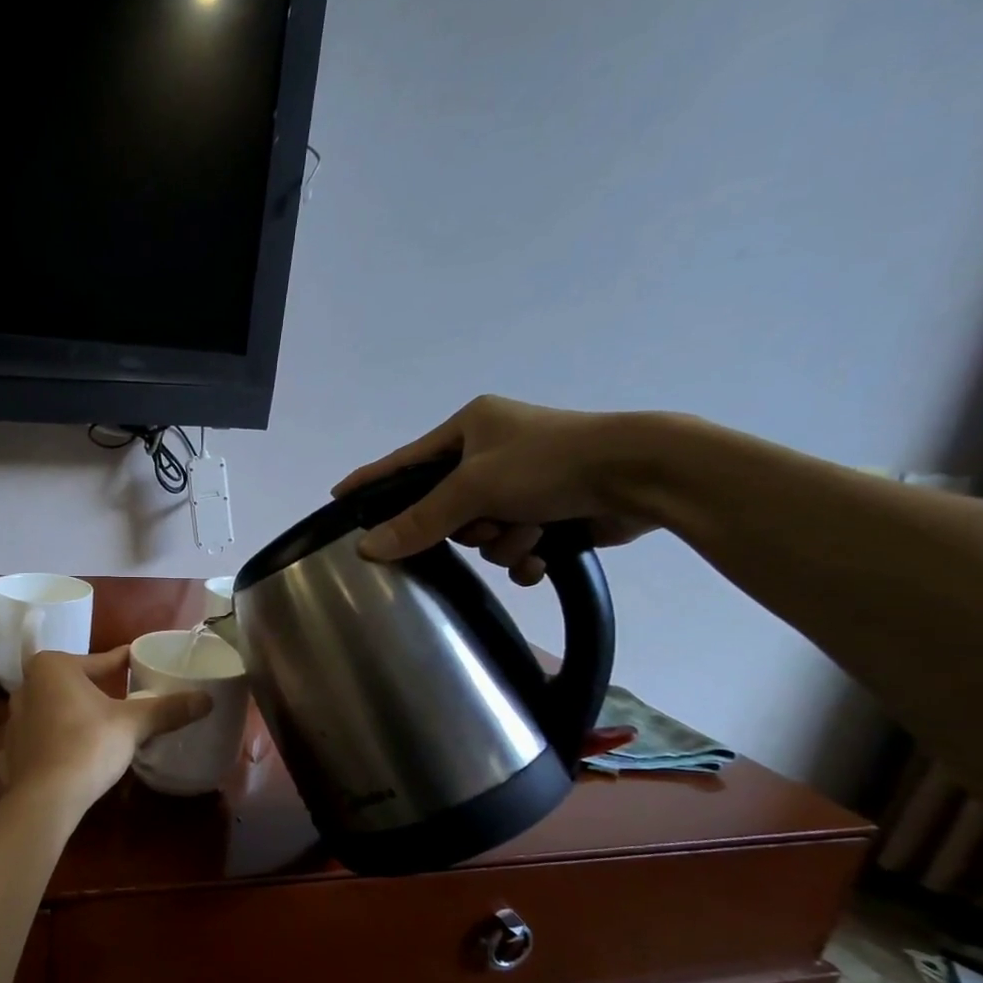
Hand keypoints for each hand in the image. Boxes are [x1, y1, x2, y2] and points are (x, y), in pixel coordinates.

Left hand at [0, 649, 212, 813]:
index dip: (122, 662)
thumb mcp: (133, 724)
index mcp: (52, 667)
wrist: (45, 799)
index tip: (139, 662)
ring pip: (57, 707)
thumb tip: (207, 699)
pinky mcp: (13, 748)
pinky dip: (62, 736)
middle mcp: (28, 685)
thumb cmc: (87, 745)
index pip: (99, 660)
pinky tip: (79, 748)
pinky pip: (45, 733)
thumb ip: (168, 709)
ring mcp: (15, 718)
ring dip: (78, 711)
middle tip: (126, 694)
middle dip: (97, 687)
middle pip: (74, 681)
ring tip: (105, 721)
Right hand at [334, 396, 666, 583]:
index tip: (339, 498)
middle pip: (447, 508)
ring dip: (504, 541)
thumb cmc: (550, 463)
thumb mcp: (475, 487)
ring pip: (483, 534)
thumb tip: (366, 548)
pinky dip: (527, 555)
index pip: (405, 460)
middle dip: (468, 526)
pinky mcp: (552, 511)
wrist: (642, 474)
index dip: (372, 482)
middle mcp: (493, 452)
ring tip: (532, 531)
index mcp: (471, 428)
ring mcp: (524, 483)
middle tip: (484, 523)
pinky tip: (544, 554)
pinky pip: (515, 547)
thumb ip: (419, 520)